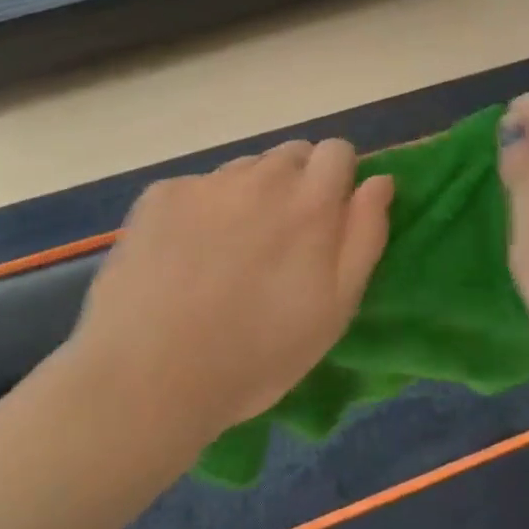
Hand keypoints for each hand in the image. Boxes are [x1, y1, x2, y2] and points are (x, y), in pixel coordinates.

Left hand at [69, 141, 393, 442]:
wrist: (148, 377)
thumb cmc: (257, 354)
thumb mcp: (335, 309)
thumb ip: (365, 235)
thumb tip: (379, 180)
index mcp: (310, 202)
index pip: (338, 151)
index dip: (338, 179)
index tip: (328, 218)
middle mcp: (261, 177)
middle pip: (291, 155)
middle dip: (296, 185)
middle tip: (280, 241)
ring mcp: (206, 183)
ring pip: (245, 170)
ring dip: (250, 195)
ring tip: (230, 252)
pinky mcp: (161, 195)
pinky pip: (197, 187)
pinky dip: (202, 210)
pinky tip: (185, 255)